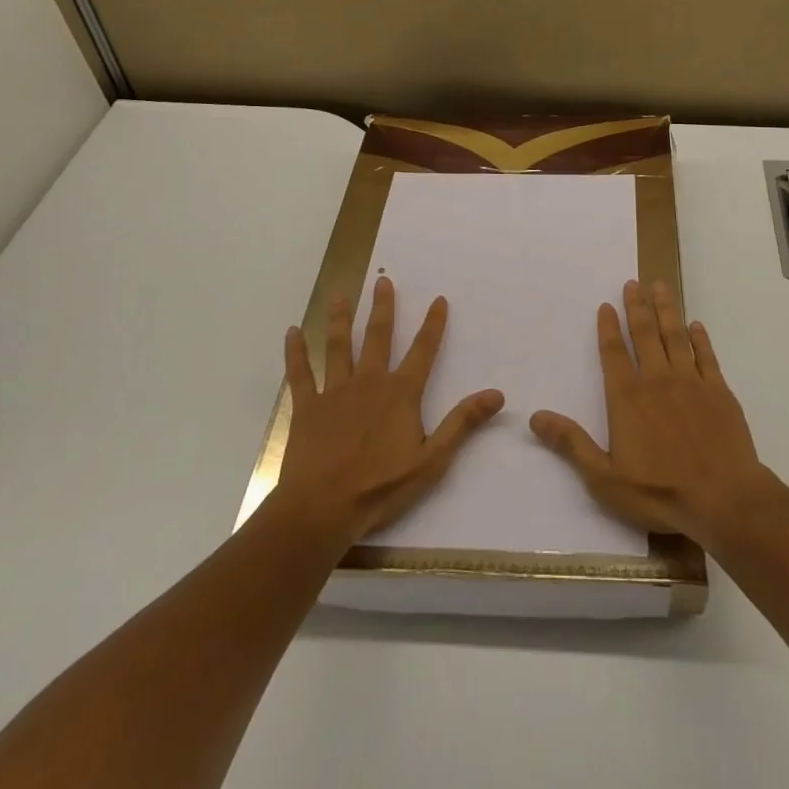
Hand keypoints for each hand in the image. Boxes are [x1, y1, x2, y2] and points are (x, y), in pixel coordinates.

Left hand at [274, 277, 503, 541]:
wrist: (322, 509)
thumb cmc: (380, 487)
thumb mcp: (432, 460)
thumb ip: (462, 423)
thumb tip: (496, 394)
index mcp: (400, 394)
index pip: (423, 351)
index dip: (433, 325)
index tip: (438, 299)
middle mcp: (369, 382)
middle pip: (378, 337)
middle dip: (383, 307)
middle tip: (383, 280)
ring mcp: (335, 392)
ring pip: (338, 346)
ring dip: (341, 318)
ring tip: (341, 293)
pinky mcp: (306, 407)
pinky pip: (301, 374)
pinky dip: (296, 352)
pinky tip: (292, 332)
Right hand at [530, 279, 774, 545]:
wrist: (724, 499)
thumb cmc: (659, 492)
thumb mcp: (604, 478)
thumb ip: (571, 444)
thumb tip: (535, 417)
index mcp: (627, 398)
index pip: (613, 353)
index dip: (608, 328)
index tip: (606, 305)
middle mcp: (657, 380)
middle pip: (644, 334)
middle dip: (637, 307)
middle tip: (633, 282)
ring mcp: (691, 382)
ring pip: (675, 336)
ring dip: (666, 310)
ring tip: (660, 286)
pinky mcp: (719, 392)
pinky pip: (706, 356)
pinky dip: (700, 339)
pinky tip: (696, 325)